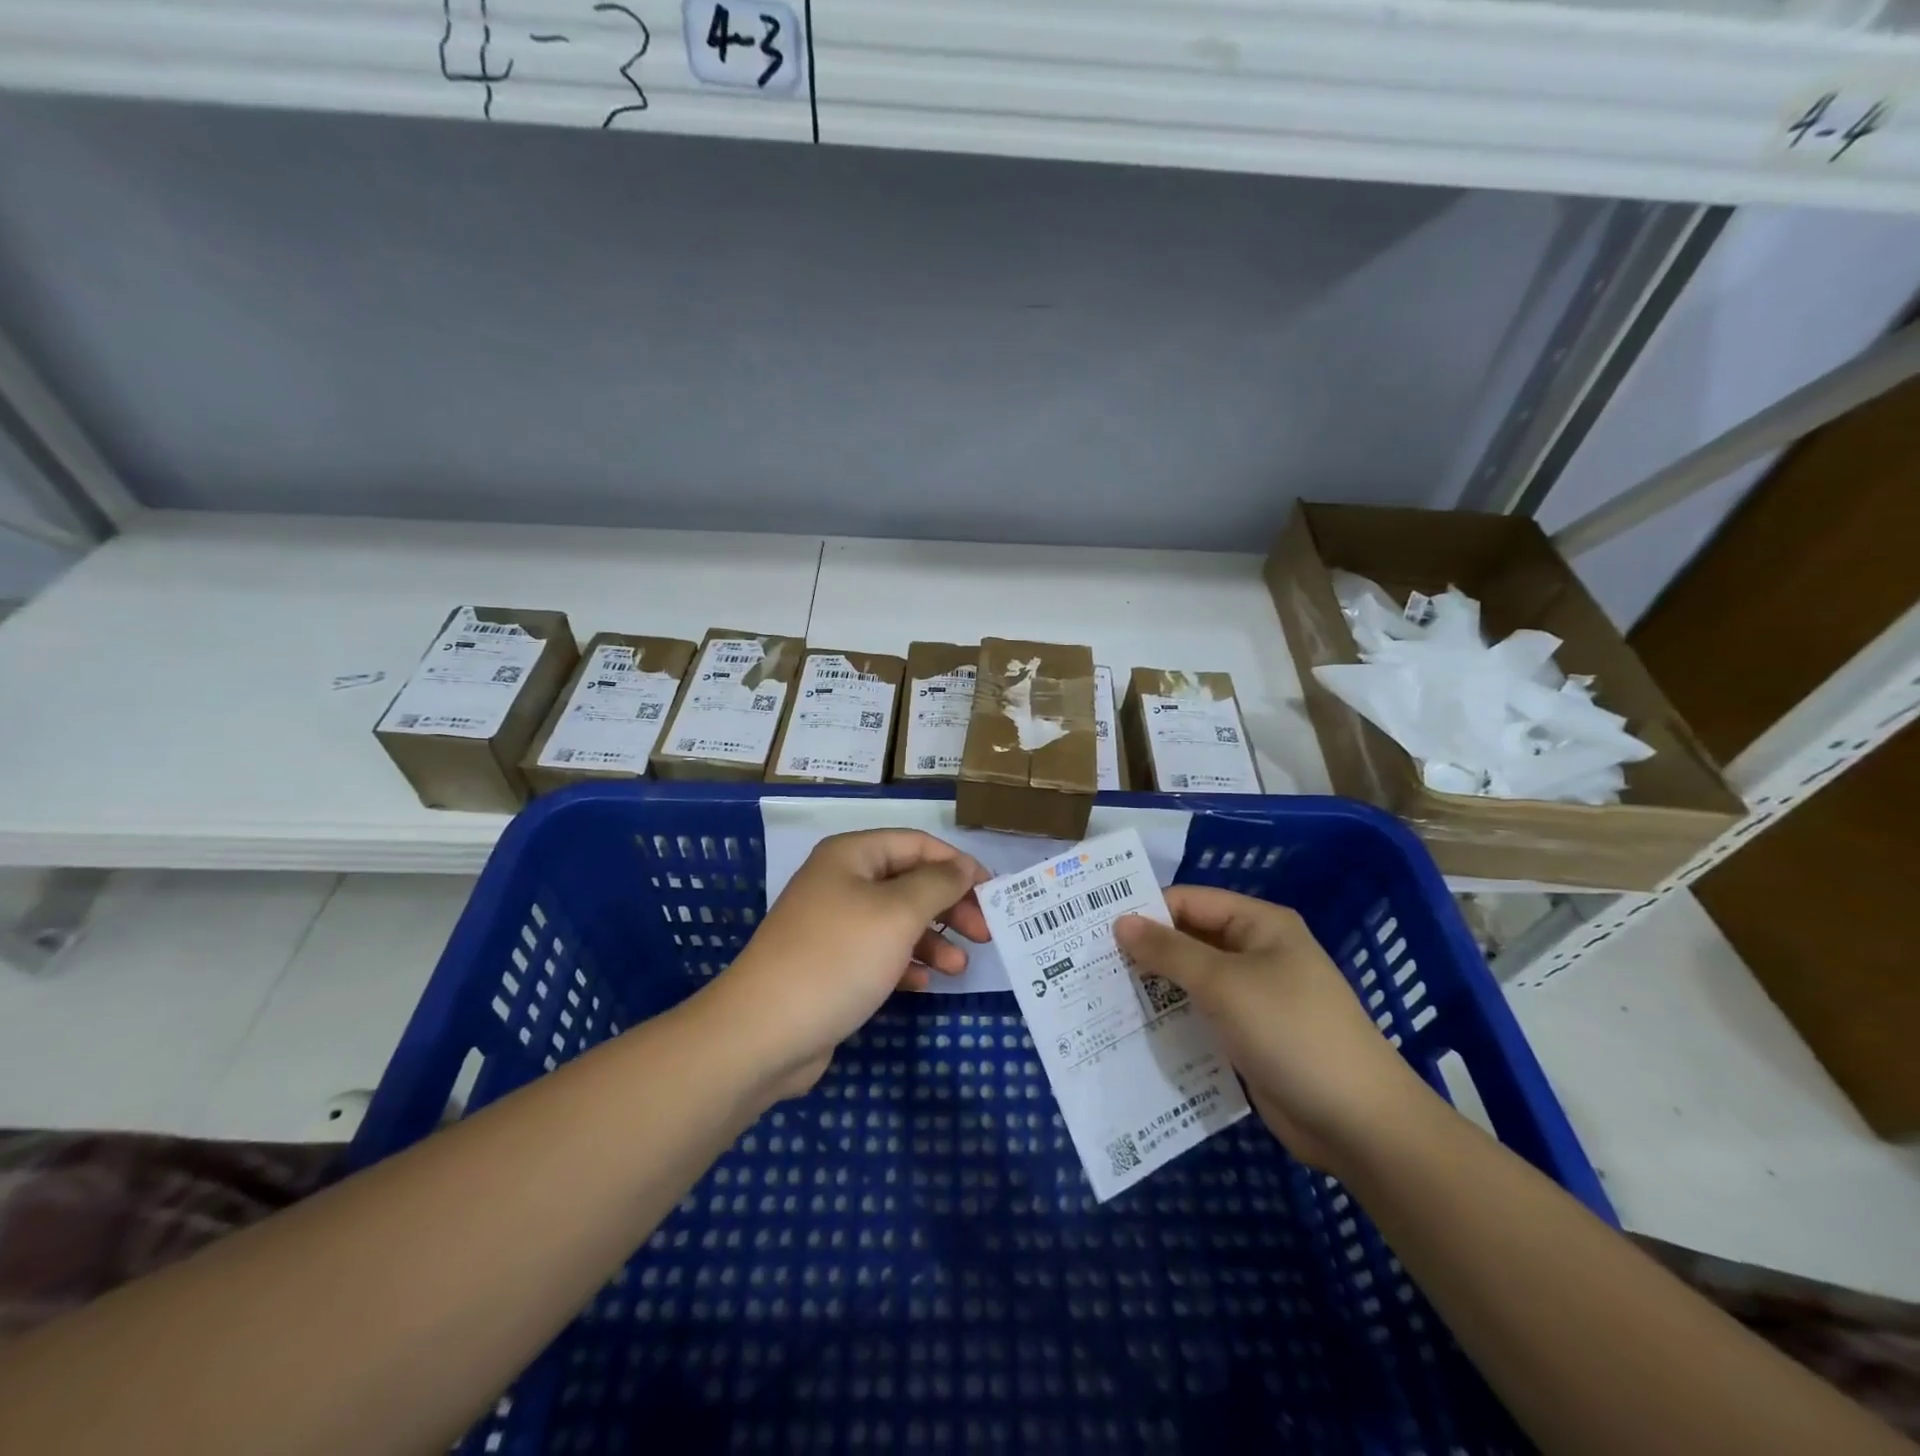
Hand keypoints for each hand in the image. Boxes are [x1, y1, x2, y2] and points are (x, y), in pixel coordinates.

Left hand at [705, 829, 989, 1102]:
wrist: (764, 1032)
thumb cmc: (838, 958)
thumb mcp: (898, 913)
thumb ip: (938, 884)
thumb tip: (964, 866)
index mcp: (852, 855)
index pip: (917, 844)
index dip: (958, 864)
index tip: (993, 894)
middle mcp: (841, 882)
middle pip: (909, 882)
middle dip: (949, 905)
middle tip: (984, 934)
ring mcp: (834, 925)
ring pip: (897, 921)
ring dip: (932, 939)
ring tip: (958, 967)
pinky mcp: (831, 964)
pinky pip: (879, 953)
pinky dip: (905, 963)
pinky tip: (923, 983)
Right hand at [1116, 887, 1433, 1172]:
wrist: (1359, 1122)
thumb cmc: (1291, 1032)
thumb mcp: (1224, 984)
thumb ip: (1169, 951)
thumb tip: (1120, 921)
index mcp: (1259, 924)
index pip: (1188, 902)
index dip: (1145, 912)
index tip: (1096, 931)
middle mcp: (1256, 952)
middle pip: (1189, 940)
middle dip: (1145, 952)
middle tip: (1090, 965)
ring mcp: (1255, 997)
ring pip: (1193, 981)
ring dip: (1155, 988)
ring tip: (1102, 997)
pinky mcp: (1251, 1037)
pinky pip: (1203, 1017)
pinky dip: (1174, 1019)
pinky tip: (1136, 1030)